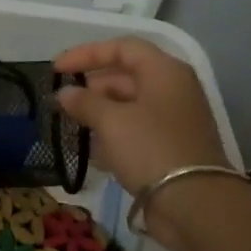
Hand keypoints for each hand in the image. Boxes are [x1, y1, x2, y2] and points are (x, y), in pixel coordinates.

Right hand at [53, 37, 228, 195]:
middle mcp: (173, 90)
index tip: (57, 69)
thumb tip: (65, 94)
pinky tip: (93, 150)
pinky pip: (136, 130)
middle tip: (63, 102)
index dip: (87, 54)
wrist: (193, 203)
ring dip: (100, 112)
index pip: (123, 48)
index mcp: (165, 72)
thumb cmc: (150, 149)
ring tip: (73, 125)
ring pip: (130, 105)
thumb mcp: (111, 121)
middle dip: (92, 86)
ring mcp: (174, 120)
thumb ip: (84, 102)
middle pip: (127, 76)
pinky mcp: (170, 147)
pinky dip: (113, 134)